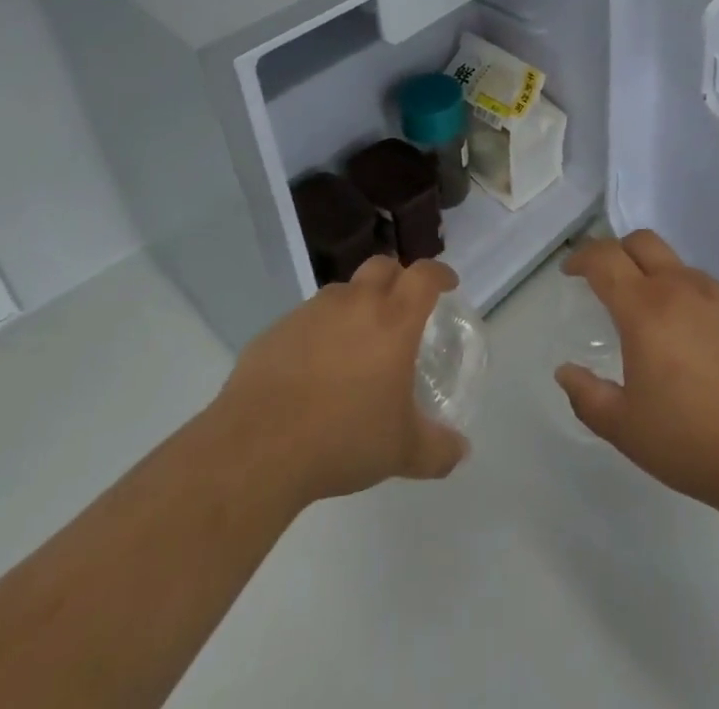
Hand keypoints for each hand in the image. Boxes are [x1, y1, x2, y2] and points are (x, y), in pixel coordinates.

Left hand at [208, 257, 467, 507]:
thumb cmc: (342, 439)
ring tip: (355, 344)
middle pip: (382, 266)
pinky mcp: (276, 330)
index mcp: (393, 320)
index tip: (447, 285)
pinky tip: (312, 370)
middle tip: (401, 308)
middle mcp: (354, 303)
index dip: (439, 274)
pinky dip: (319, 332)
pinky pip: (307, 319)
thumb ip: (438, 450)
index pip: (424, 275)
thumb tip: (462, 451)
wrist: (256, 447)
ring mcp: (311, 312)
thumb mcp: (401, 452)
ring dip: (355, 305)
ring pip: (342, 291)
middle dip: (397, 278)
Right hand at [555, 232, 718, 519]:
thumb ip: (588, 397)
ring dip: (658, 280)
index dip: (582, 257)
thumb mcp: (627, 430)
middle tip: (608, 280)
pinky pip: (713, 294)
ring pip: (680, 268)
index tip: (571, 271)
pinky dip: (694, 305)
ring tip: (658, 325)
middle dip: (618, 251)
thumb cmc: (695, 442)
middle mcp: (683, 288)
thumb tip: (565, 372)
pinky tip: (702, 348)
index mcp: (646, 308)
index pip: (605, 259)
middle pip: (643, 242)